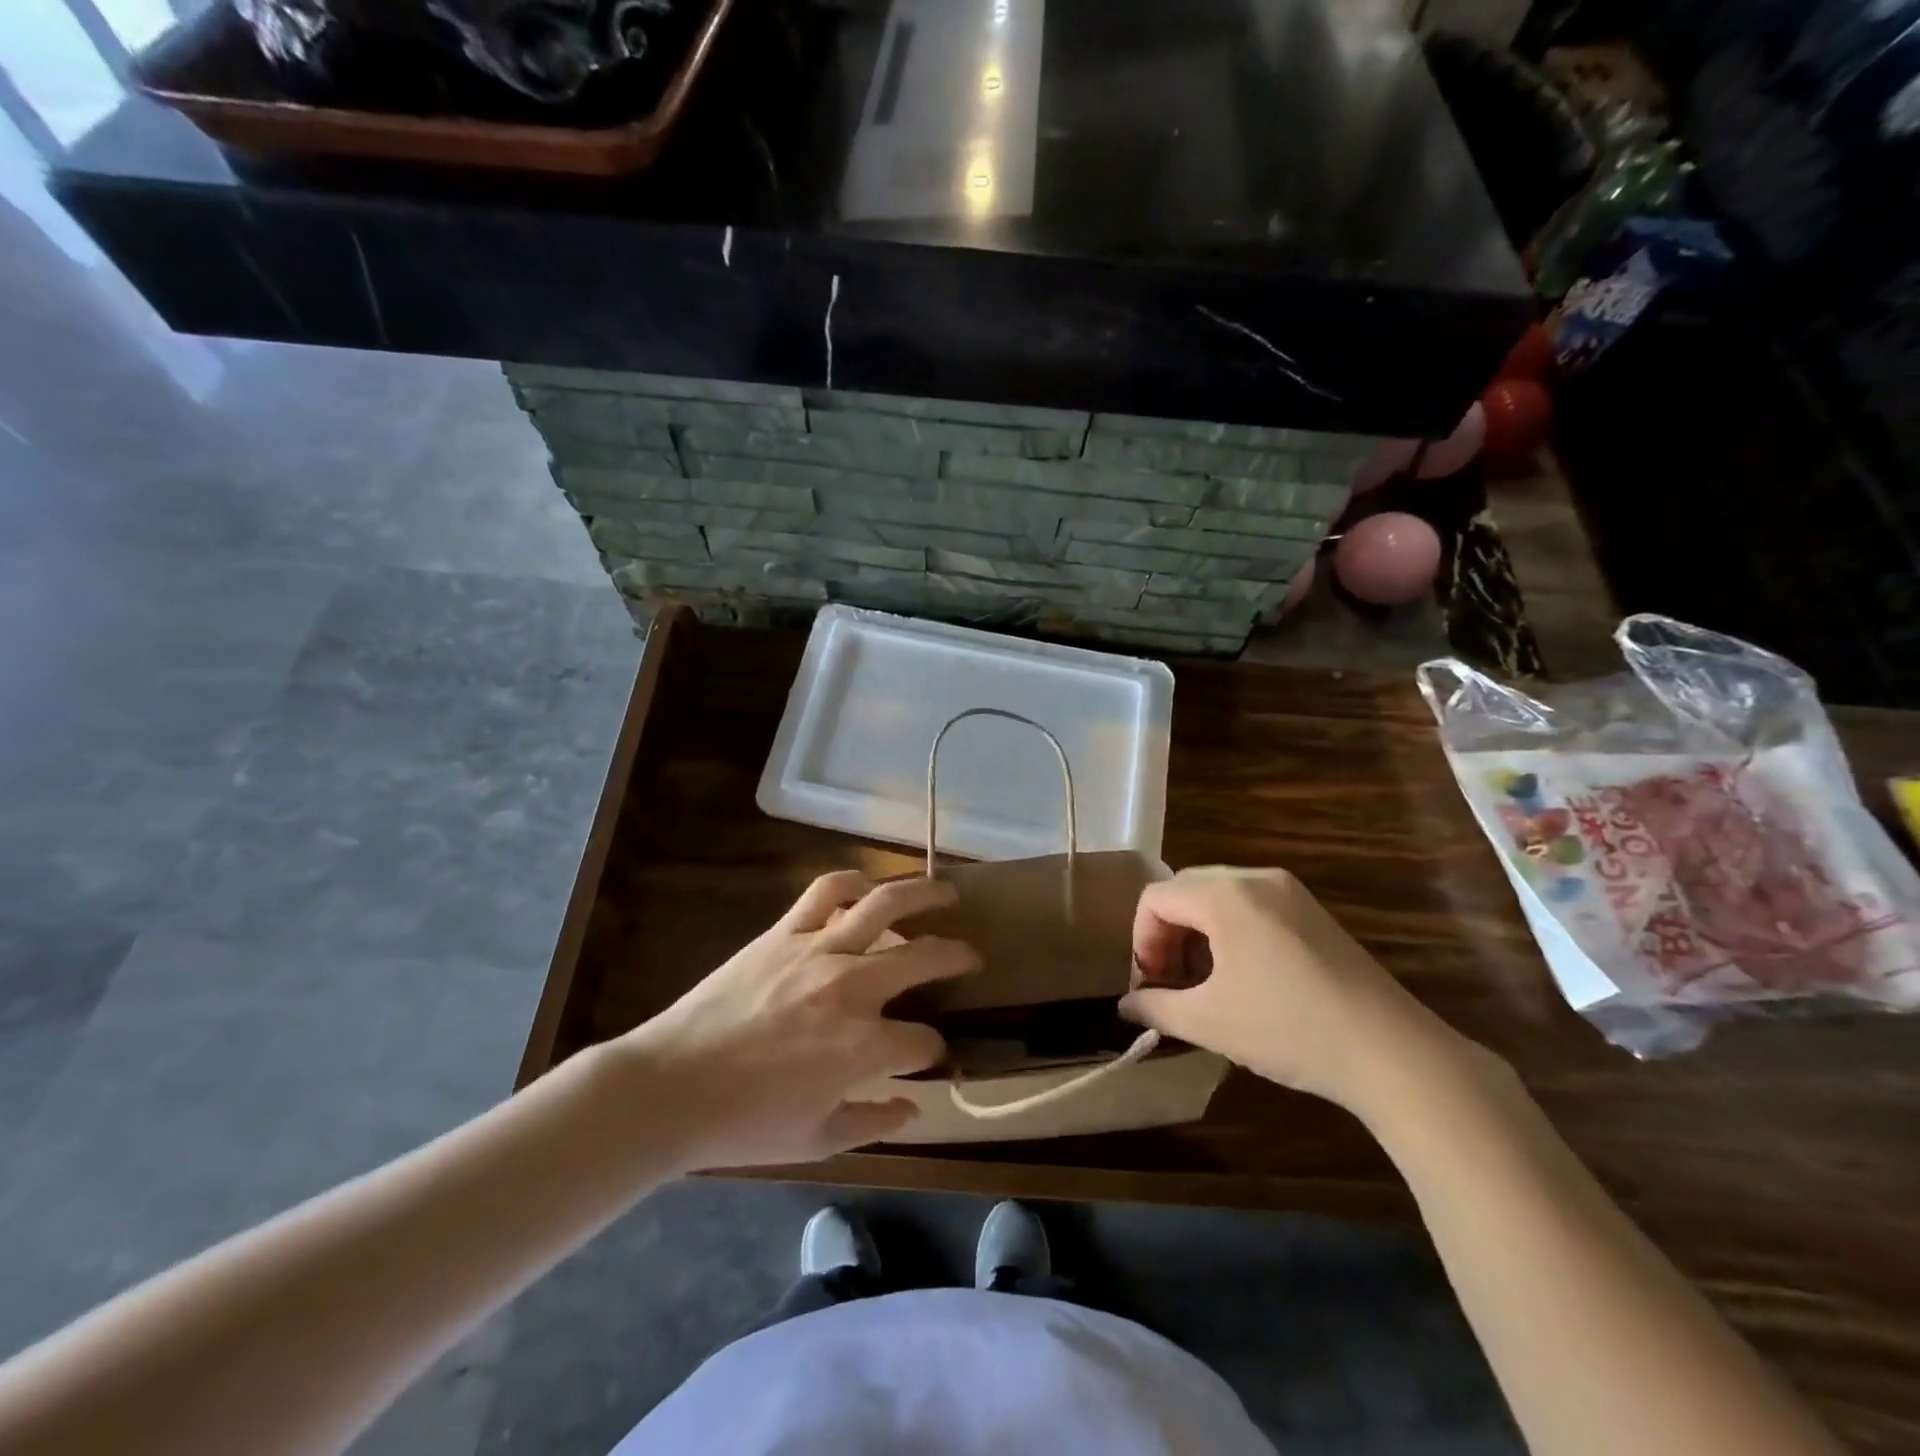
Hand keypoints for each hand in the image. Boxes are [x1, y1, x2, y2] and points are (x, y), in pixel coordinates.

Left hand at [618, 871, 977, 1169]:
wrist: (669, 1086)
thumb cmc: (743, 1123)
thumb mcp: (816, 1141)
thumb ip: (873, 1122)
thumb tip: (912, 1107)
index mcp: (864, 1047)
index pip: (923, 1041)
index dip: (934, 1051)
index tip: (932, 1056)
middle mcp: (853, 987)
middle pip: (924, 958)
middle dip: (957, 957)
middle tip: (972, 957)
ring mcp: (818, 950)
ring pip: (884, 905)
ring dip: (924, 894)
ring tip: (946, 891)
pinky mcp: (785, 931)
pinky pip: (825, 891)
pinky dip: (852, 881)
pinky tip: (867, 886)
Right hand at [1121, 866, 1471, 1115]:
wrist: (1392, 1052)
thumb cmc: (1288, 1029)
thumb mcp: (1209, 1022)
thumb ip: (1156, 1007)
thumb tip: (1125, 1006)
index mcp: (1224, 895)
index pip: (1155, 898)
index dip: (1141, 941)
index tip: (1153, 985)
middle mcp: (1255, 878)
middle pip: (1185, 890)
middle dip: (1167, 934)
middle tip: (1173, 983)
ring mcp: (1290, 892)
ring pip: (1219, 896)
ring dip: (1198, 933)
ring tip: (1206, 983)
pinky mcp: (1313, 912)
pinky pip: (1252, 905)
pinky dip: (1230, 931)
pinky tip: (1245, 977)